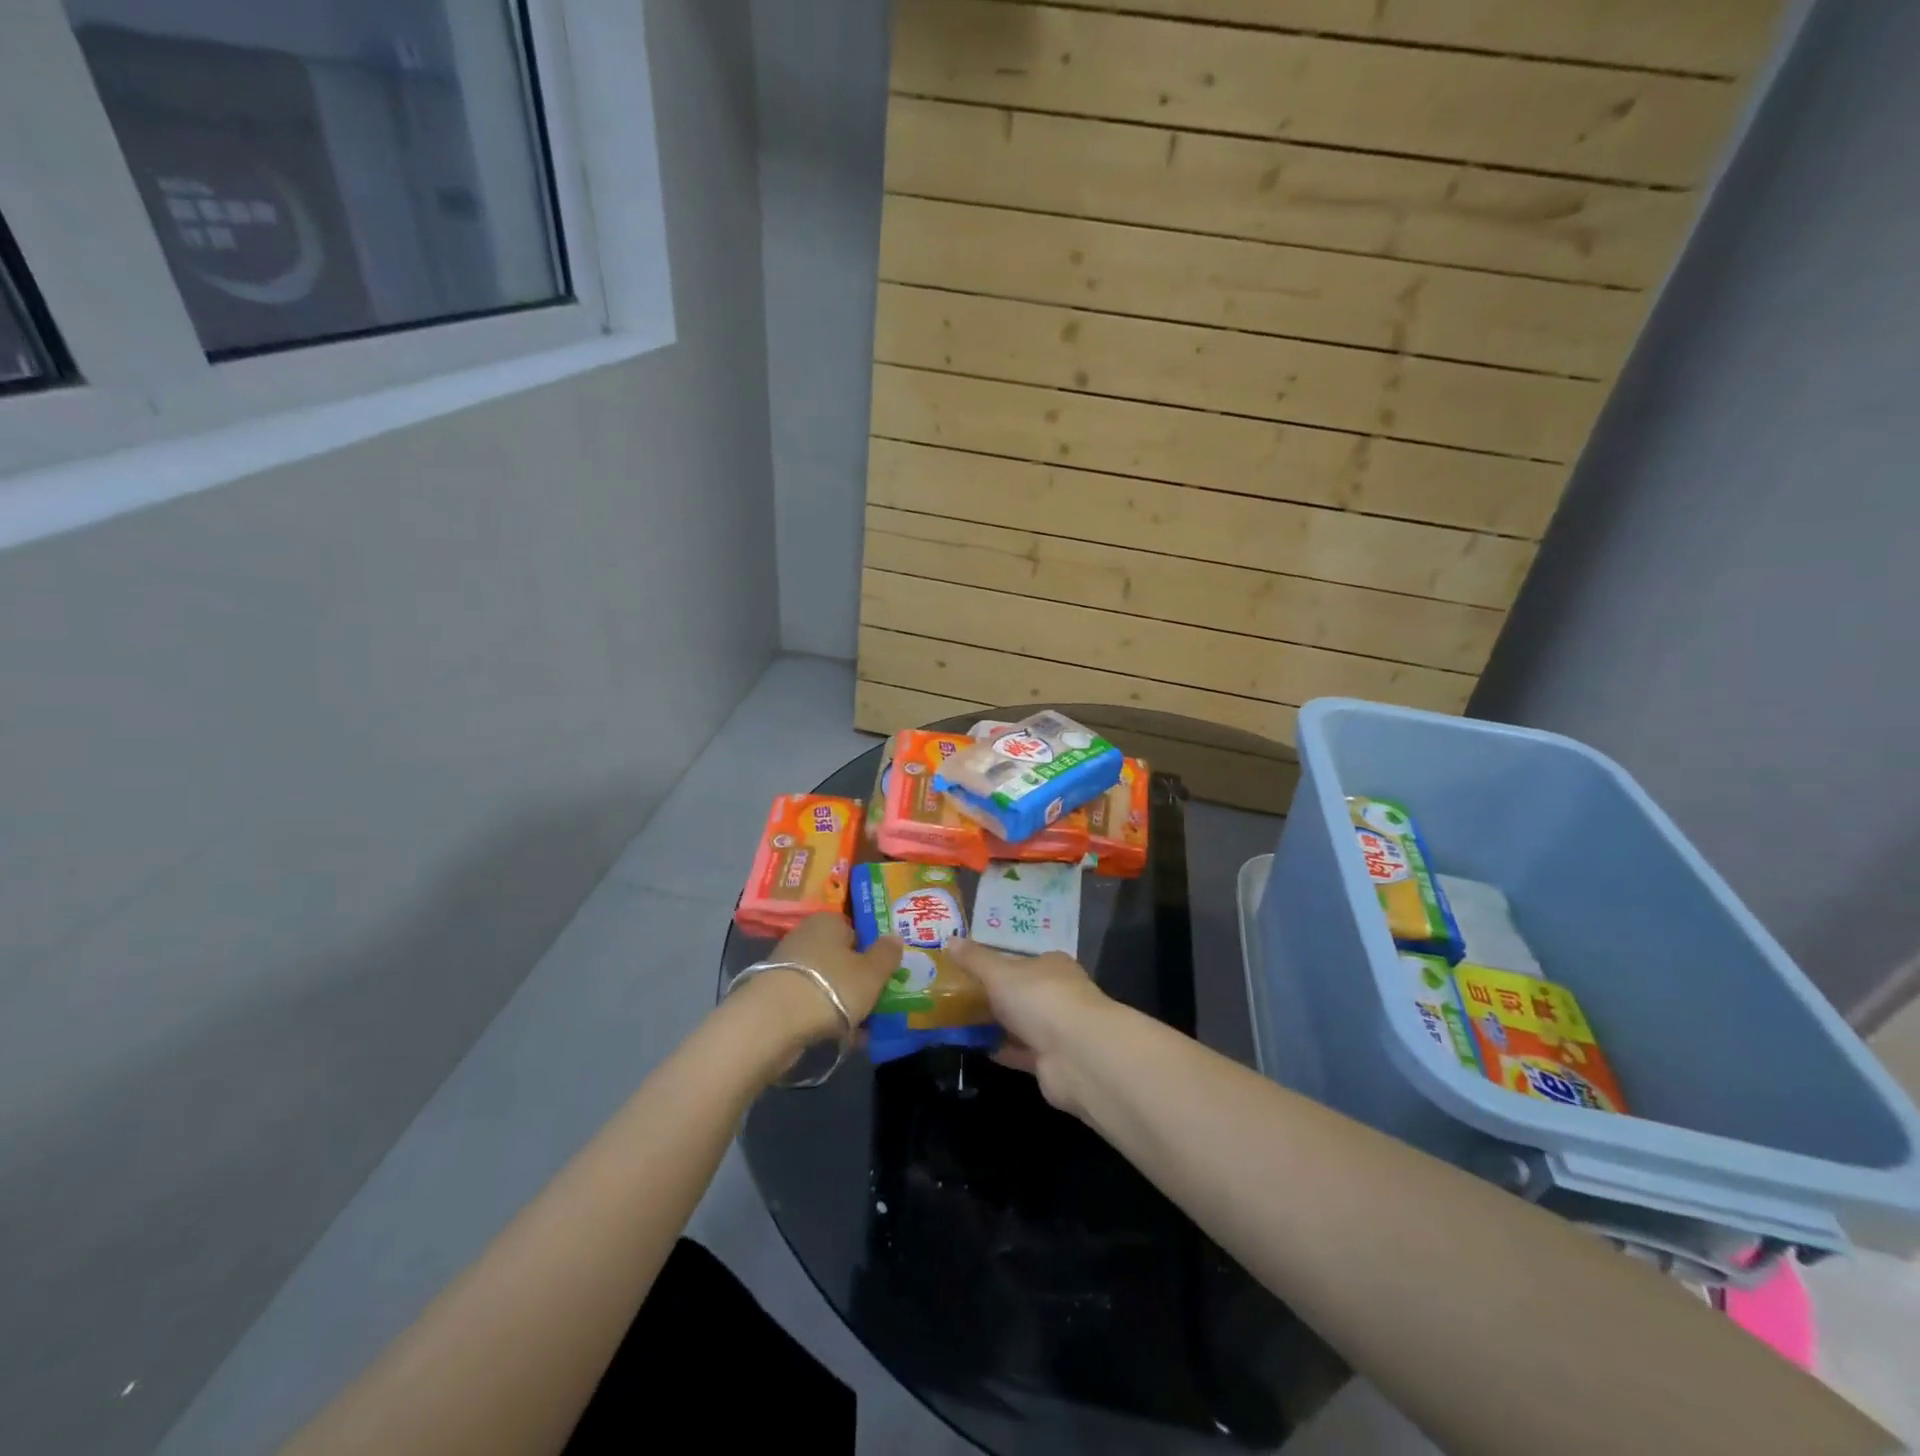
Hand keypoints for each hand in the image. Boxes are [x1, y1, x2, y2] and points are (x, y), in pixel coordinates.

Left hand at [762, 913, 902, 1045]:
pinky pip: (811, 1004)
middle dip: (859, 982)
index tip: (885, 976)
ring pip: (827, 984)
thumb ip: (887, 954)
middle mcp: (805, 937)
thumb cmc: (832, 986)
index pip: (856, 931)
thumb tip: (895, 937)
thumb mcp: (872, 972)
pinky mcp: (776, 996)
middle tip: (878, 1004)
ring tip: (864, 1029)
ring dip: (845, 1004)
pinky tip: (842, 1039)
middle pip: (841, 959)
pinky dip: (826, 1018)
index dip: (872, 953)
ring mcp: (788, 967)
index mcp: (828, 921)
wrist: (773, 1022)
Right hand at [945, 938, 1115, 1114]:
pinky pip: (1019, 1051)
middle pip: (1020, 992)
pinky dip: (1000, 1049)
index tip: (968, 967)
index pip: (1023, 960)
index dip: (997, 962)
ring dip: (995, 1024)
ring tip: (956, 1022)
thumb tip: (950, 939)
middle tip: (955, 995)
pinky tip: (974, 1048)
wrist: (1076, 1054)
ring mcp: (1056, 1029)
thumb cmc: (1040, 998)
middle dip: (993, 995)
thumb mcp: (1000, 973)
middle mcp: (1057, 994)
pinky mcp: (1050, 1061)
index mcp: (1051, 966)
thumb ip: (975, 960)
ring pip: (1019, 1023)